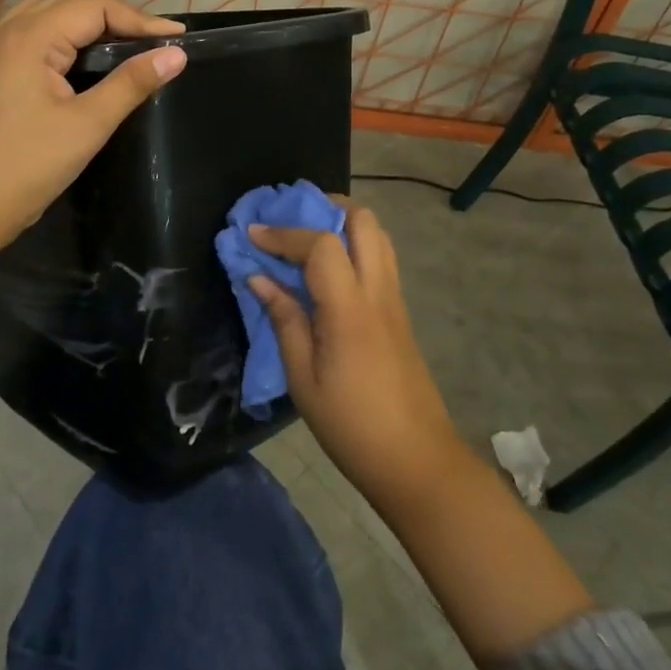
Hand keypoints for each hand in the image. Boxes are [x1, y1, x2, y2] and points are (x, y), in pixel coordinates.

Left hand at [0, 0, 186, 277]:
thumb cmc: (28, 166)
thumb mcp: (88, 124)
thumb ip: (132, 83)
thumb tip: (176, 54)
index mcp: (29, 37)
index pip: (94, 7)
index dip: (139, 19)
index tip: (177, 37)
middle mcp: (6, 31)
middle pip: (70, 6)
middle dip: (116, 19)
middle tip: (157, 42)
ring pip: (47, 16)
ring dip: (87, 25)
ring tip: (124, 45)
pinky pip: (27, 35)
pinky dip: (58, 37)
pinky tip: (72, 56)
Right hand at [249, 204, 471, 512]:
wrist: (418, 462)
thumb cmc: (352, 426)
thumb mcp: (303, 380)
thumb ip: (284, 321)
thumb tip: (260, 279)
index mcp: (350, 311)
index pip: (321, 245)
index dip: (284, 233)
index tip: (252, 233)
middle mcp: (378, 293)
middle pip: (364, 222)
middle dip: (326, 207)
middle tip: (290, 217)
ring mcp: (395, 301)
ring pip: (379, 236)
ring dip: (344, 224)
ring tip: (307, 236)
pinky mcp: (400, 314)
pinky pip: (381, 260)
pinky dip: (355, 246)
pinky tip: (328, 269)